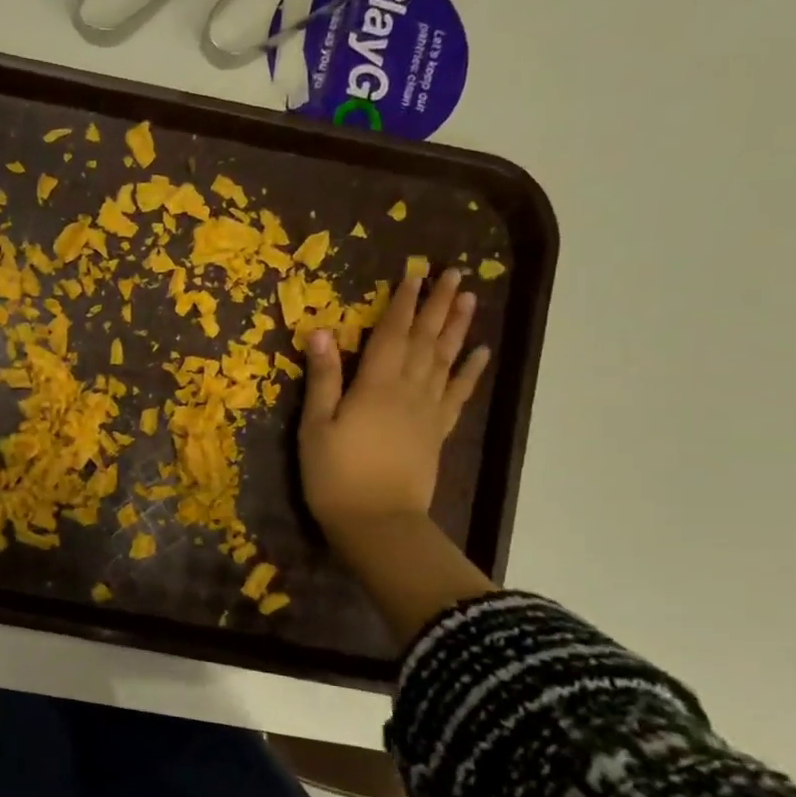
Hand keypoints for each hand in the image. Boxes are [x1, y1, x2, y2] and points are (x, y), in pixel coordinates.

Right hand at [298, 267, 489, 565]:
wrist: (377, 522)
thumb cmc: (335, 476)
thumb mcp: (315, 427)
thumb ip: (323, 379)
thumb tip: (322, 331)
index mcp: (375, 386)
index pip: (391, 334)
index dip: (401, 303)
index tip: (414, 274)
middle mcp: (408, 390)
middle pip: (425, 339)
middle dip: (437, 305)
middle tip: (454, 273)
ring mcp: (428, 411)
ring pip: (446, 359)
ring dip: (457, 327)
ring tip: (468, 299)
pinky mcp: (437, 431)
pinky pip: (458, 393)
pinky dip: (470, 371)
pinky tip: (480, 353)